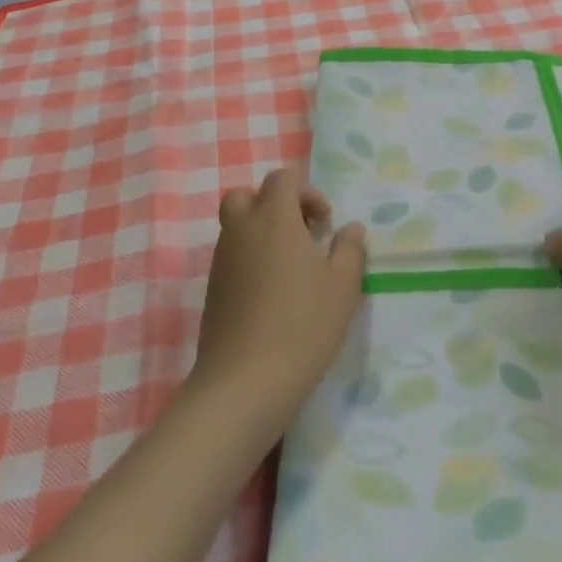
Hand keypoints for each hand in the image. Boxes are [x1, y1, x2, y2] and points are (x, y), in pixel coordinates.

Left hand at [189, 170, 367, 433]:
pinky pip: (230, 255)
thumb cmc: (302, 326)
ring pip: (237, 226)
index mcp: (274, 219)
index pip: (281, 179)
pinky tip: (271, 293)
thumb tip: (350, 229)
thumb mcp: (342, 287)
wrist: (244, 381)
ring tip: (290, 268)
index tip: (324, 223)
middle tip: (300, 235)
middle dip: (275, 206)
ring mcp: (222, 259)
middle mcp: (242, 230)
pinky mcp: (212, 288)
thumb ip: (350, 249)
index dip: (306, 192)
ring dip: (262, 232)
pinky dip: (249, 258)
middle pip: (248, 195)